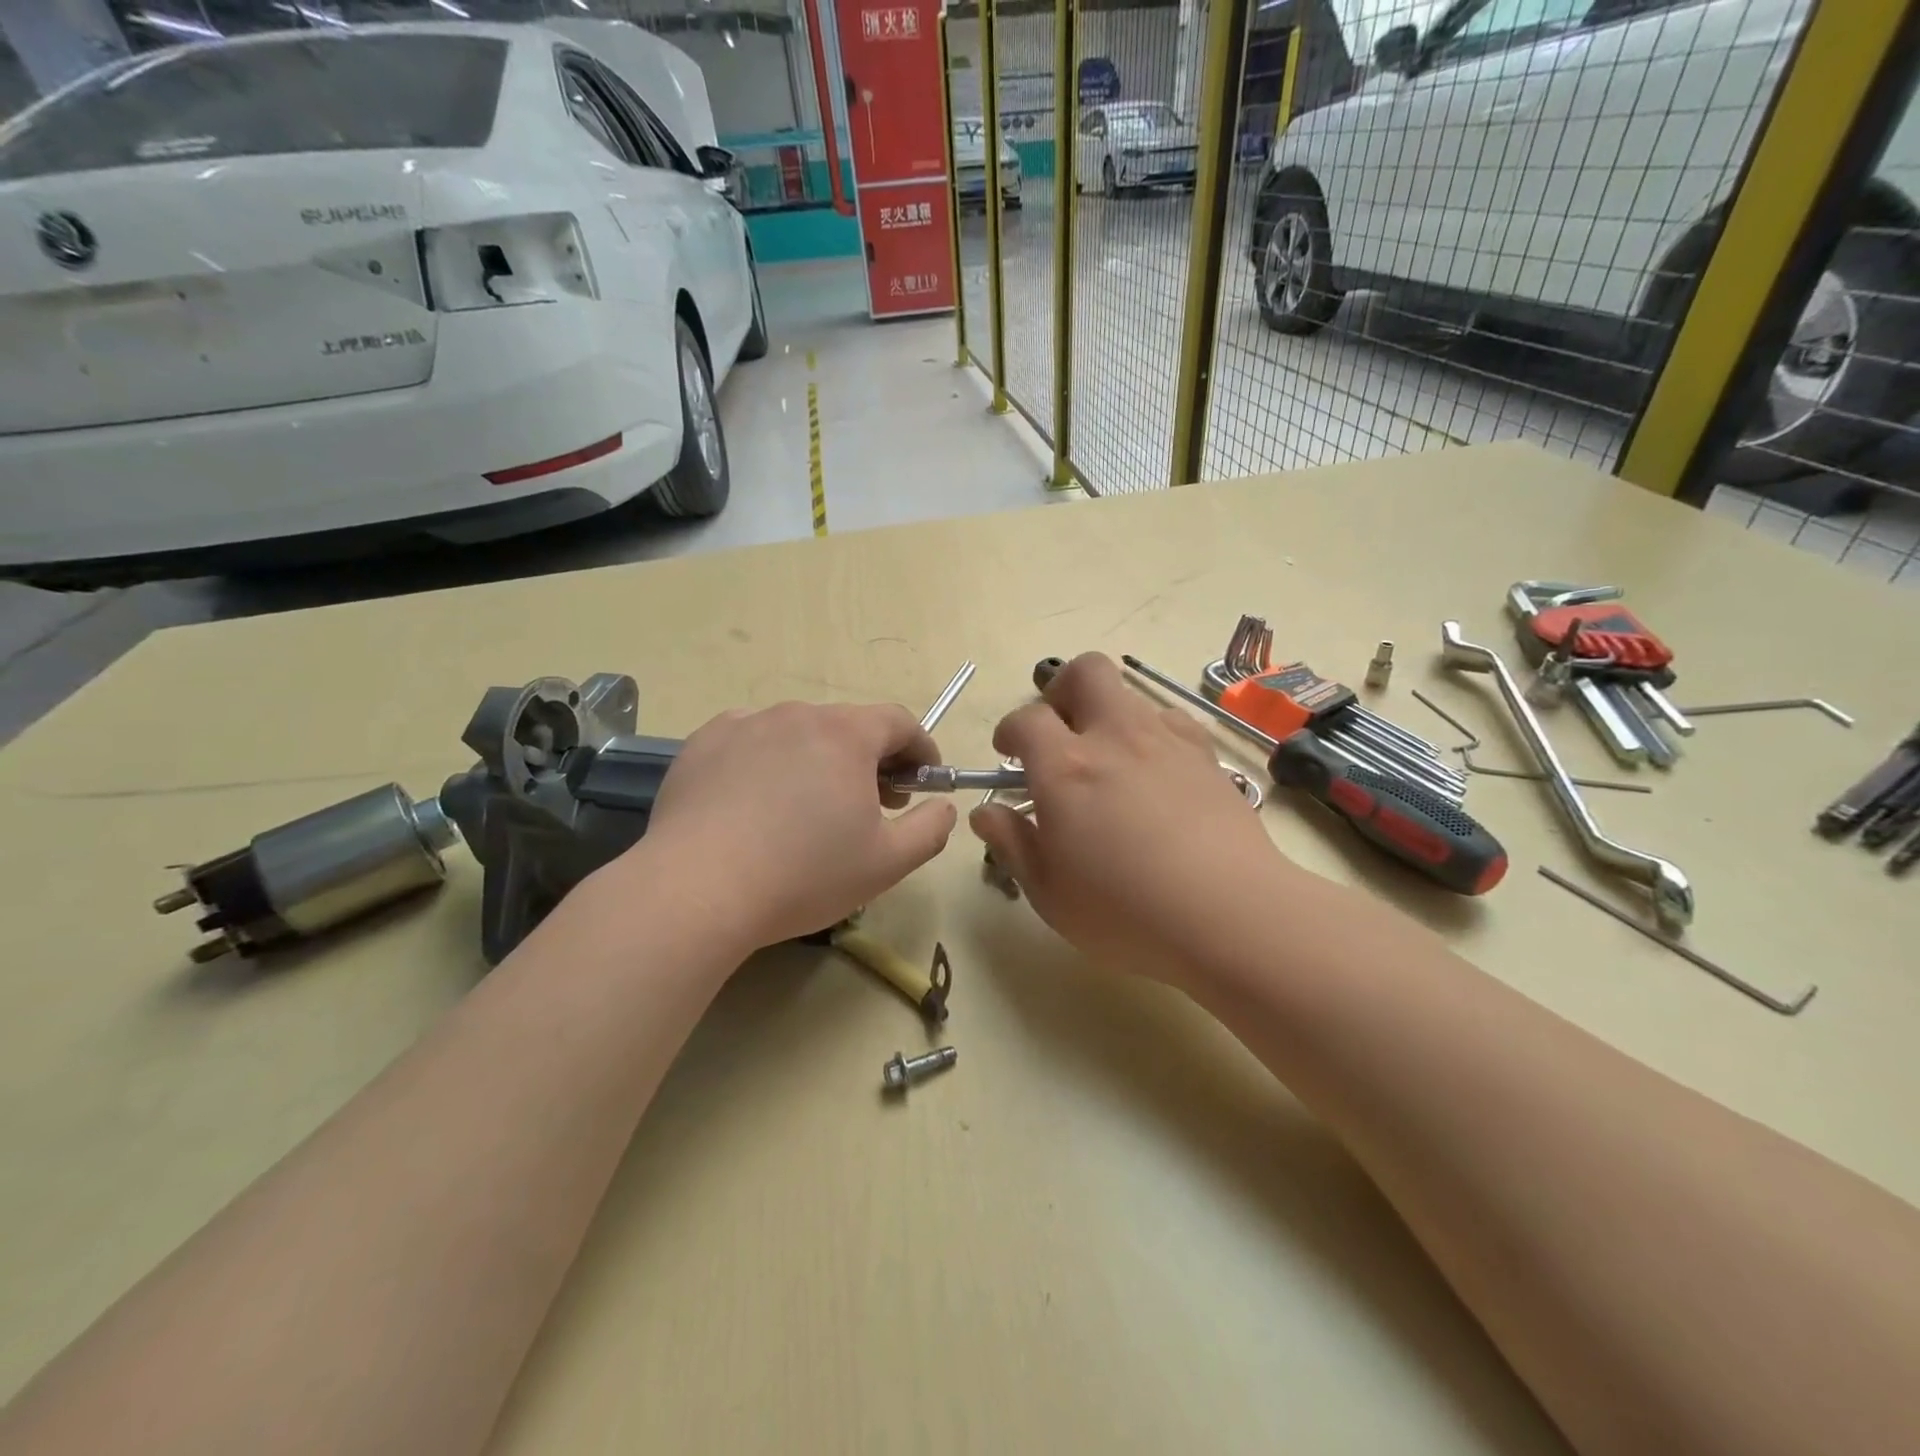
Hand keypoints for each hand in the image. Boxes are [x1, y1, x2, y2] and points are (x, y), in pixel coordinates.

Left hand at [635, 701, 957, 952]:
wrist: (695, 889)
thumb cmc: (803, 874)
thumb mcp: (887, 863)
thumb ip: (931, 829)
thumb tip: (943, 806)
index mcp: (846, 734)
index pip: (899, 721)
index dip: (920, 748)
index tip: (922, 781)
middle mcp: (796, 714)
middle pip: (848, 726)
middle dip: (870, 759)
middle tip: (871, 804)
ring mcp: (744, 724)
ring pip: (798, 733)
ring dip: (818, 760)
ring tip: (809, 808)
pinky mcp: (702, 743)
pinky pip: (751, 741)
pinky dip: (768, 762)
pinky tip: (757, 803)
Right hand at [969, 653, 1288, 987]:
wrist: (1230, 914)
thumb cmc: (1125, 911)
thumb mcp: (1049, 891)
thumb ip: (1012, 843)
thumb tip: (984, 812)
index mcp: (1066, 768)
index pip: (1026, 718)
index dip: (1010, 730)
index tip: (1008, 752)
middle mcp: (1115, 737)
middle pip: (1085, 671)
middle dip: (1061, 689)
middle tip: (1058, 730)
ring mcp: (1167, 741)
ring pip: (1131, 696)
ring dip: (1109, 715)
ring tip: (1109, 762)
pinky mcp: (1207, 757)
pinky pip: (1172, 722)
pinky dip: (1152, 735)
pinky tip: (1155, 775)